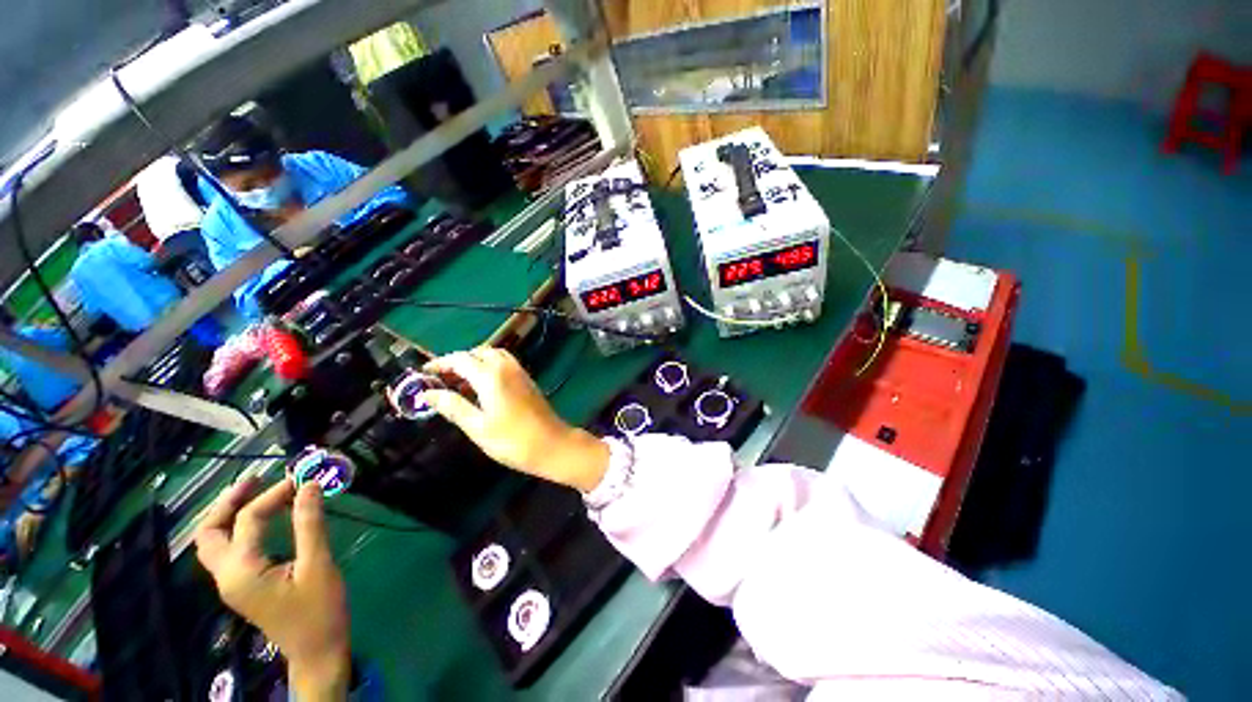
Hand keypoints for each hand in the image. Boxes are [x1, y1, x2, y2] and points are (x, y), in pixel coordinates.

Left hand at [195, 479, 349, 701]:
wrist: (316, 651)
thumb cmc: (320, 609)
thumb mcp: (318, 564)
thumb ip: (310, 524)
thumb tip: (308, 486)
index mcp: (242, 570)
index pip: (249, 519)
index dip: (275, 494)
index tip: (302, 478)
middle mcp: (226, 575)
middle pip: (208, 532)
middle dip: (227, 502)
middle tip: (255, 480)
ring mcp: (231, 583)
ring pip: (213, 543)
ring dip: (228, 515)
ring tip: (256, 494)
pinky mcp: (242, 587)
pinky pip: (227, 551)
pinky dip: (237, 529)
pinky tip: (261, 522)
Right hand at [421, 347, 609, 491]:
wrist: (552, 444)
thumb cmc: (512, 440)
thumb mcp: (477, 427)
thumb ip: (453, 406)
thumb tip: (428, 393)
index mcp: (491, 376)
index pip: (461, 359)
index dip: (440, 363)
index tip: (424, 373)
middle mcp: (507, 368)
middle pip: (479, 352)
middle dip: (458, 361)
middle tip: (442, 379)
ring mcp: (520, 373)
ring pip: (494, 356)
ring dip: (476, 362)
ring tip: (460, 383)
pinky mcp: (528, 381)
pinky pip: (505, 364)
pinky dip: (490, 367)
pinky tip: (483, 388)